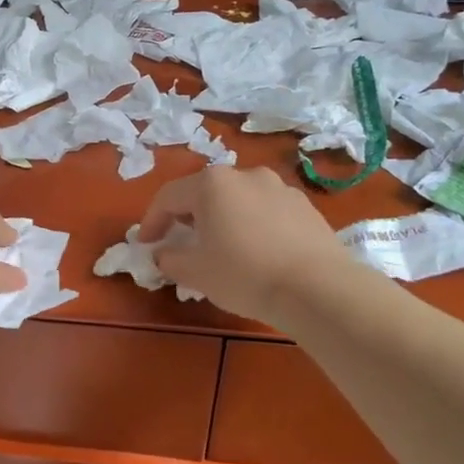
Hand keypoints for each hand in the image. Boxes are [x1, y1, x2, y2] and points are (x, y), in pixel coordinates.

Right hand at [138, 165, 368, 325]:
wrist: (318, 288)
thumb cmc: (244, 274)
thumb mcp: (195, 272)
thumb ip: (169, 259)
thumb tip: (163, 253)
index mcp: (212, 184)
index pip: (168, 197)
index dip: (152, 221)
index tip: (146, 243)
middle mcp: (244, 175)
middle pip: (204, 193)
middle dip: (187, 217)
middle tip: (180, 242)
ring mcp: (279, 187)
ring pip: (237, 200)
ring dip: (222, 219)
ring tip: (221, 247)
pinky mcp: (304, 206)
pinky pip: (265, 211)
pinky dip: (252, 225)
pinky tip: (256, 252)